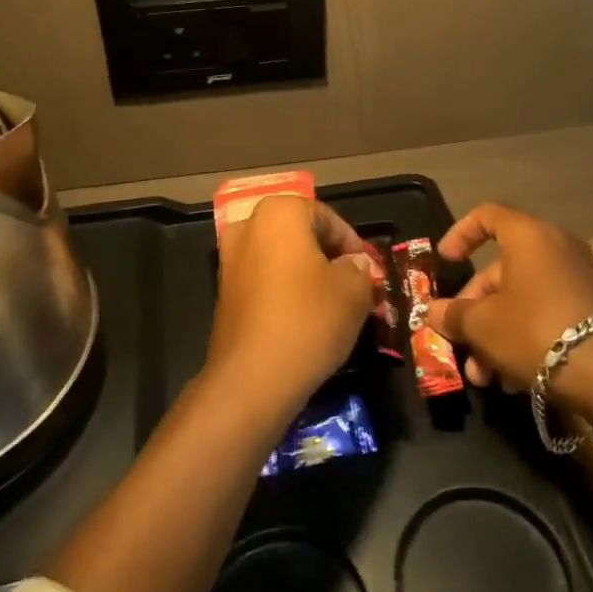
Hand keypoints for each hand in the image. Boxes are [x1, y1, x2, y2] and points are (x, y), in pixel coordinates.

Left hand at [206, 195, 374, 420]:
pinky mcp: (224, 293)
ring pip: (281, 259)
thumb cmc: (308, 319)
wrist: (252, 379)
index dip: (352, 243)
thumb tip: (354, 264)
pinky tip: (305, 319)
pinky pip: (264, 281)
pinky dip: (285, 291)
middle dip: (329, 257)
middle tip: (354, 284)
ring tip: (334, 304)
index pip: (327, 218)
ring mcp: (230, 260)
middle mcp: (248, 227)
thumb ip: (359, 268)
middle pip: (300, 235)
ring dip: (307, 275)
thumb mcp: (353, 291)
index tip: (369, 270)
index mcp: (279, 212)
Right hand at [424, 203, 592, 396]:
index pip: (487, 215)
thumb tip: (432, 312)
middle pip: (503, 269)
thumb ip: (454, 315)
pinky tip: (515, 381)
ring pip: (524, 298)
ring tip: (486, 378)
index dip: (460, 234)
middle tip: (462, 344)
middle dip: (476, 310)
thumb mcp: (483, 325)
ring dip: (497, 334)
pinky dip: (526, 338)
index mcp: (527, 235)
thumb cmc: (535, 330)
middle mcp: (556, 247)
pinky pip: (548, 313)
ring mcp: (579, 278)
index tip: (445, 262)